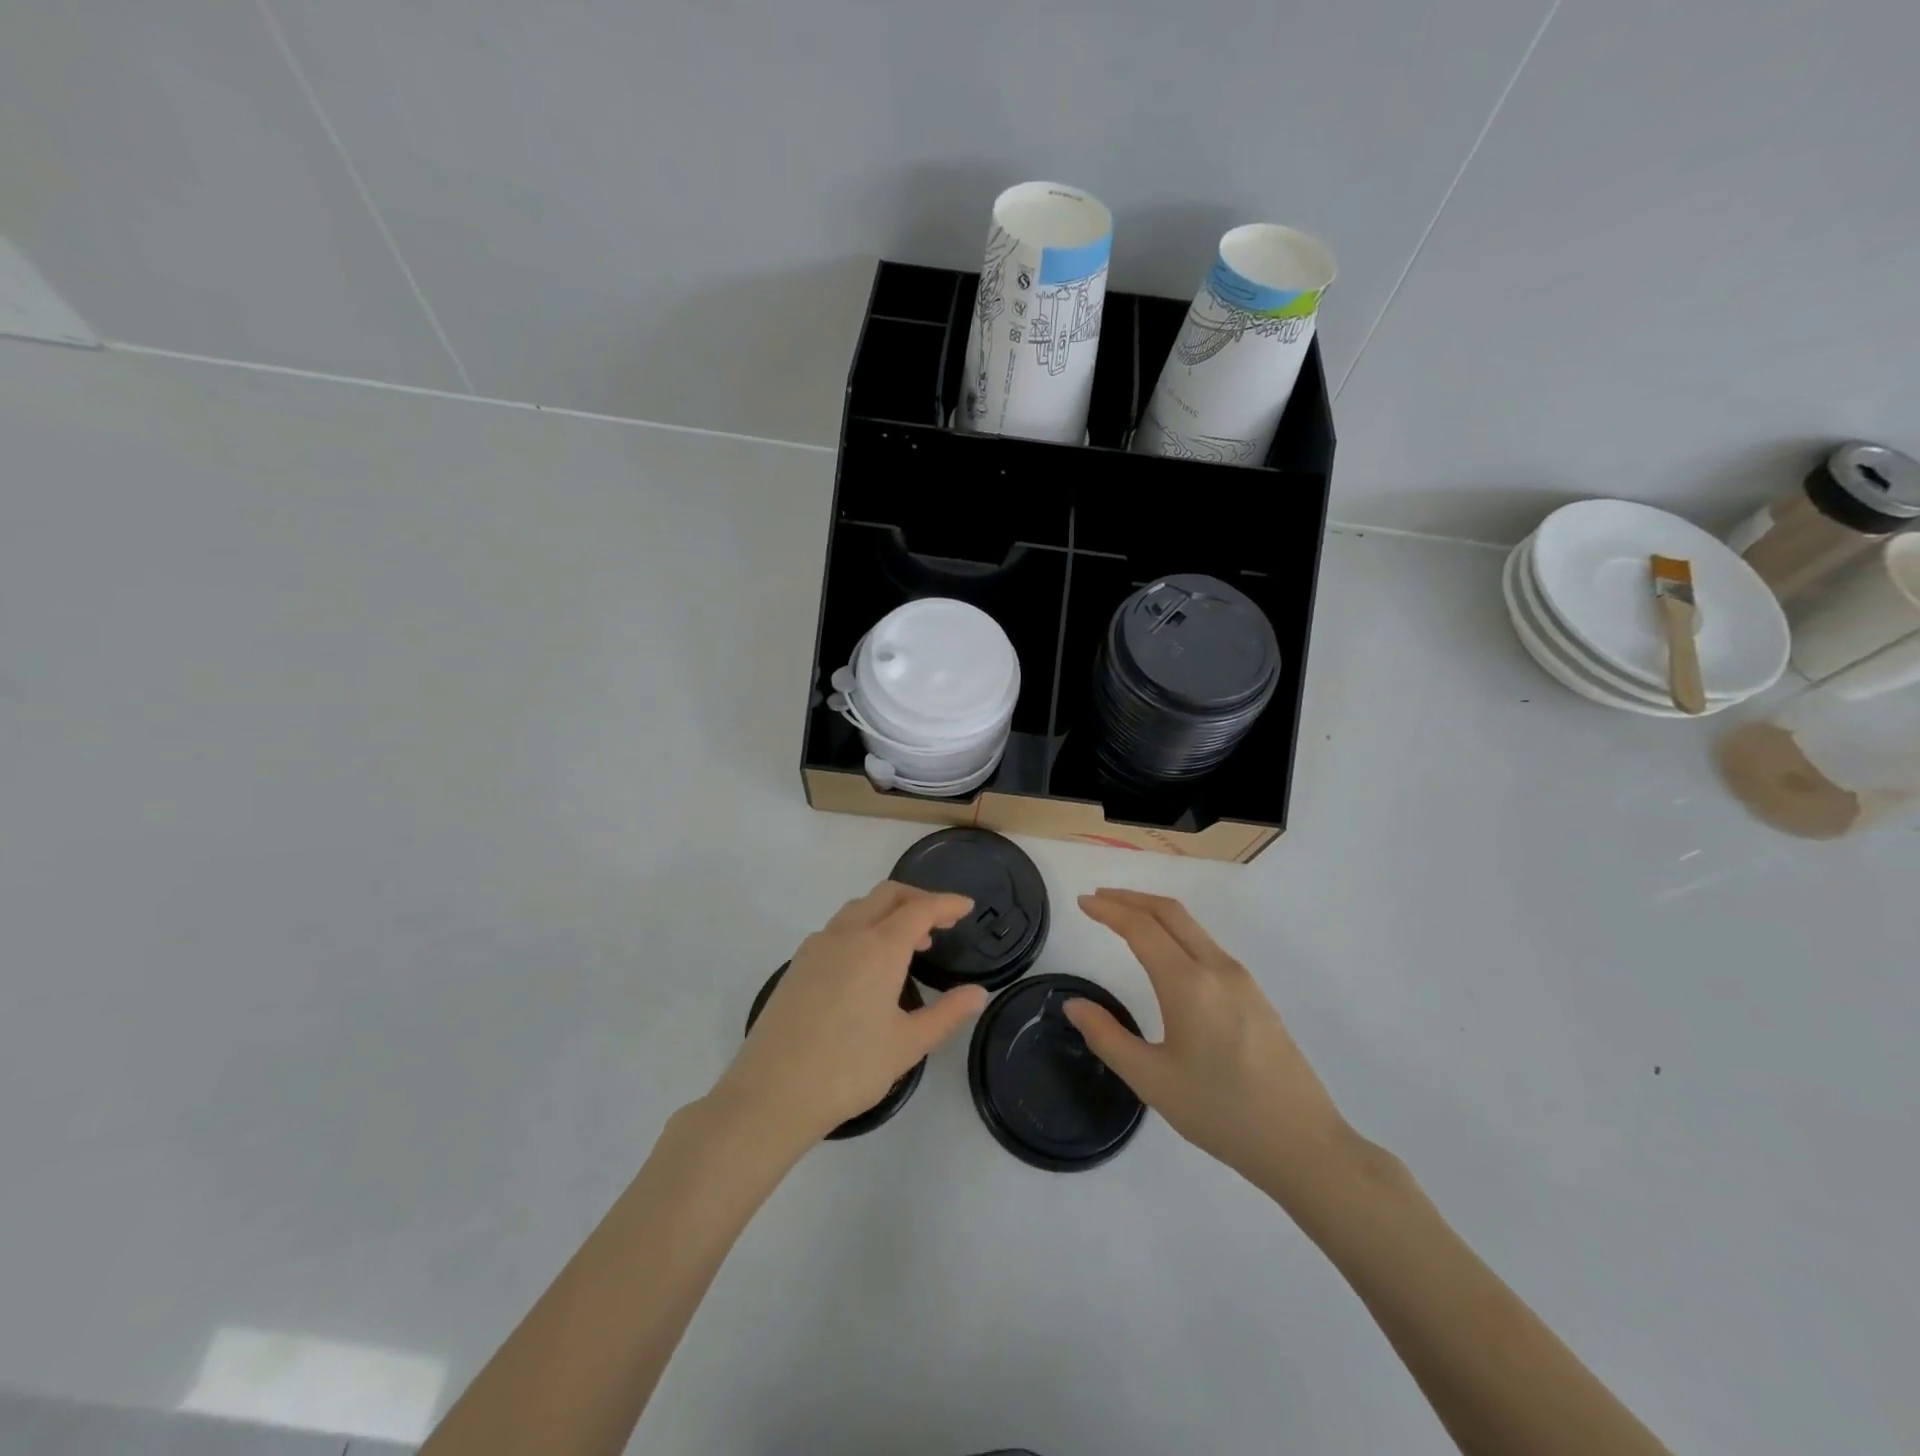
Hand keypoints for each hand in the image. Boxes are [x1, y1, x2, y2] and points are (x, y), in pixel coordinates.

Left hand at [711, 882, 989, 1148]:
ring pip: (859, 908)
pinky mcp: (798, 964)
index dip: (947, 903)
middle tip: (942, 921)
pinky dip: (864, 927)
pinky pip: (838, 928)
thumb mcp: (908, 1045)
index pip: (921, 908)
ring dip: (889, 912)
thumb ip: (947, 1014)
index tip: (968, 907)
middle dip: (918, 898)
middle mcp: (847, 935)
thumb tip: (978, 993)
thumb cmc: (849, 1068)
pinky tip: (868, 964)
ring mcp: (817, 946)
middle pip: (887, 895)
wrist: (771, 1092)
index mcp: (879, 947)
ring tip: (910, 943)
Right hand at [1067, 889, 1354, 1196]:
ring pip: (1192, 926)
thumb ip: (1107, 1037)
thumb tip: (1073, 1005)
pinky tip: (1165, 953)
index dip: (1108, 910)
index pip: (1141, 927)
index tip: (1082, 902)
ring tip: (1125, 919)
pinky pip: (1207, 945)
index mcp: (1188, 984)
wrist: (1302, 1143)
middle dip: (1131, 899)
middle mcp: (1217, 968)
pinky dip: (1176, 932)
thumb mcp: (1152, 1080)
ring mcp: (1241, 979)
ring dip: (1155, 913)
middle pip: (1170, 912)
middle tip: (1098, 899)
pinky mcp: (1255, 994)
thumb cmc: (1221, 1113)